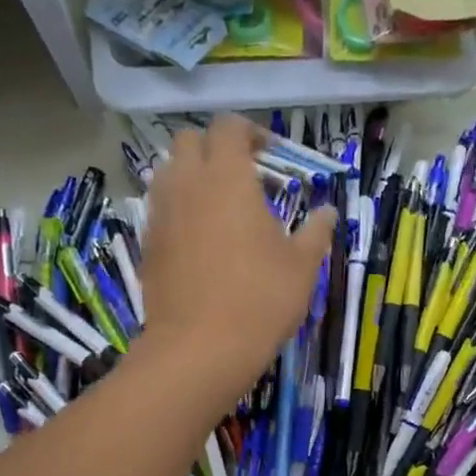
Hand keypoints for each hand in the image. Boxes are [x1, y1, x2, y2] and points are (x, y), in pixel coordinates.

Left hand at [138, 115, 335, 405]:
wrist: (200, 347)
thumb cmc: (261, 299)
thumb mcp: (302, 266)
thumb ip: (315, 231)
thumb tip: (327, 211)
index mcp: (228, 178)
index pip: (229, 127)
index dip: (249, 132)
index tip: (268, 153)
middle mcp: (188, 184)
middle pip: (190, 140)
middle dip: (215, 147)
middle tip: (242, 174)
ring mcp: (161, 213)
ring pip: (168, 170)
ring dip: (192, 173)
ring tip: (218, 203)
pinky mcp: (147, 242)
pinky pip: (160, 206)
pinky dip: (178, 206)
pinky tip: (200, 236)